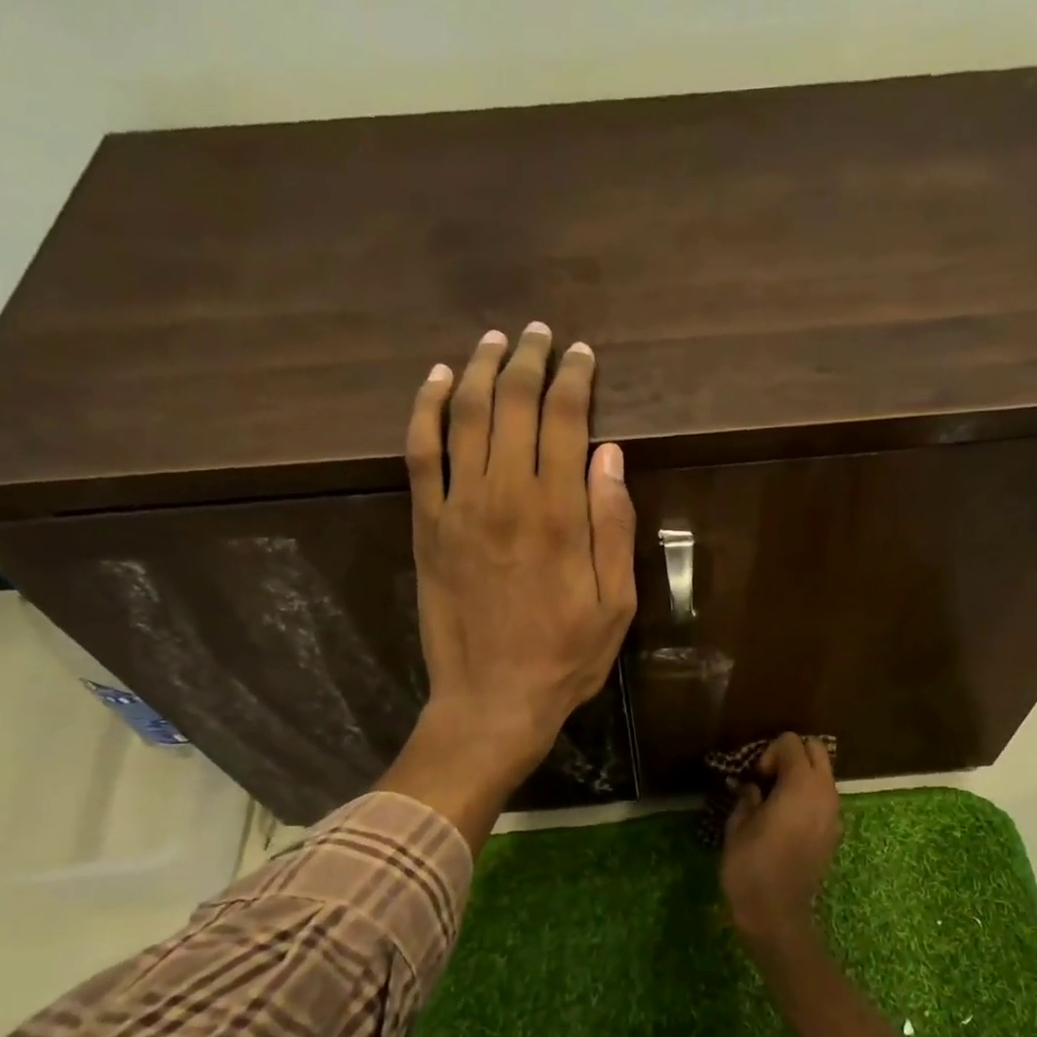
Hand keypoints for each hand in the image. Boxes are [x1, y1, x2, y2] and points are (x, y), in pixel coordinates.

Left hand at [381, 324, 635, 848]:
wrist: (491, 700)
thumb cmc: (564, 658)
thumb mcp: (616, 605)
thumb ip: (613, 527)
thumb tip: (609, 456)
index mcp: (559, 513)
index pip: (565, 419)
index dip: (573, 378)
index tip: (581, 355)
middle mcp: (506, 494)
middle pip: (512, 404)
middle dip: (528, 361)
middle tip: (539, 336)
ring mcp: (458, 507)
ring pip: (463, 414)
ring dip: (478, 369)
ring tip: (493, 342)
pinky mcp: (426, 525)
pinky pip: (420, 452)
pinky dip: (425, 408)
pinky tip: (435, 381)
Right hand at [721, 734, 843, 949]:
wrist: (777, 915)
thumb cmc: (750, 867)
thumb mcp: (737, 826)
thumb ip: (746, 797)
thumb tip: (749, 786)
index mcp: (800, 785)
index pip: (791, 742)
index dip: (768, 753)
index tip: (754, 778)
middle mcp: (825, 792)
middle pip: (816, 750)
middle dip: (791, 756)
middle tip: (766, 780)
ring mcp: (835, 813)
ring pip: (824, 774)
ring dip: (801, 776)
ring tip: (774, 800)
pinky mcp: (835, 832)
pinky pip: (825, 798)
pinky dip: (808, 796)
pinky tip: (786, 819)